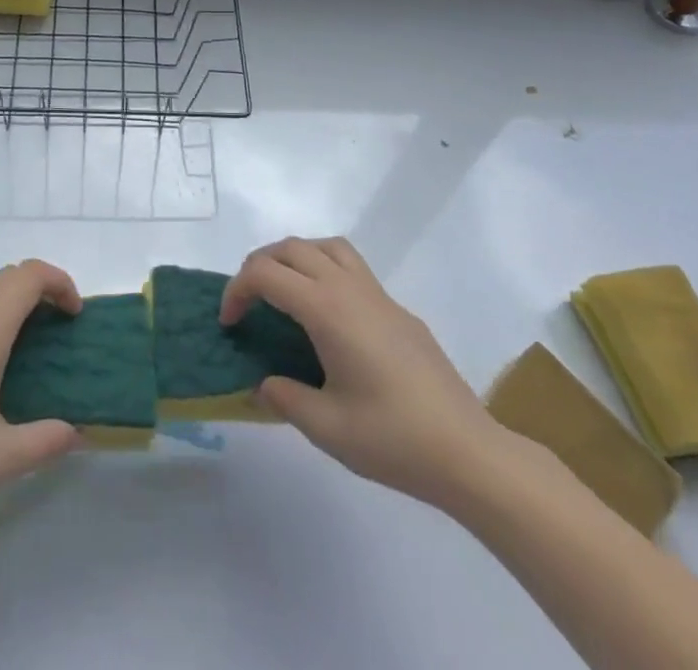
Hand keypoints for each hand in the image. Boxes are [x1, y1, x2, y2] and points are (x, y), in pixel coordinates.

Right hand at [220, 237, 513, 514]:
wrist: (467, 451)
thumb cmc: (393, 438)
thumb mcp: (326, 428)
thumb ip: (284, 398)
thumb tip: (263, 383)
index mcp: (327, 309)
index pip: (266, 274)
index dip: (237, 290)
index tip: (229, 324)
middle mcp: (350, 288)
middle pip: (293, 248)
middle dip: (259, 265)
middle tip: (247, 303)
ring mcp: (378, 295)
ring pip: (326, 246)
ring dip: (295, 257)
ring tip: (283, 292)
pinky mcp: (398, 310)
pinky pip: (351, 267)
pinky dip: (324, 272)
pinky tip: (328, 319)